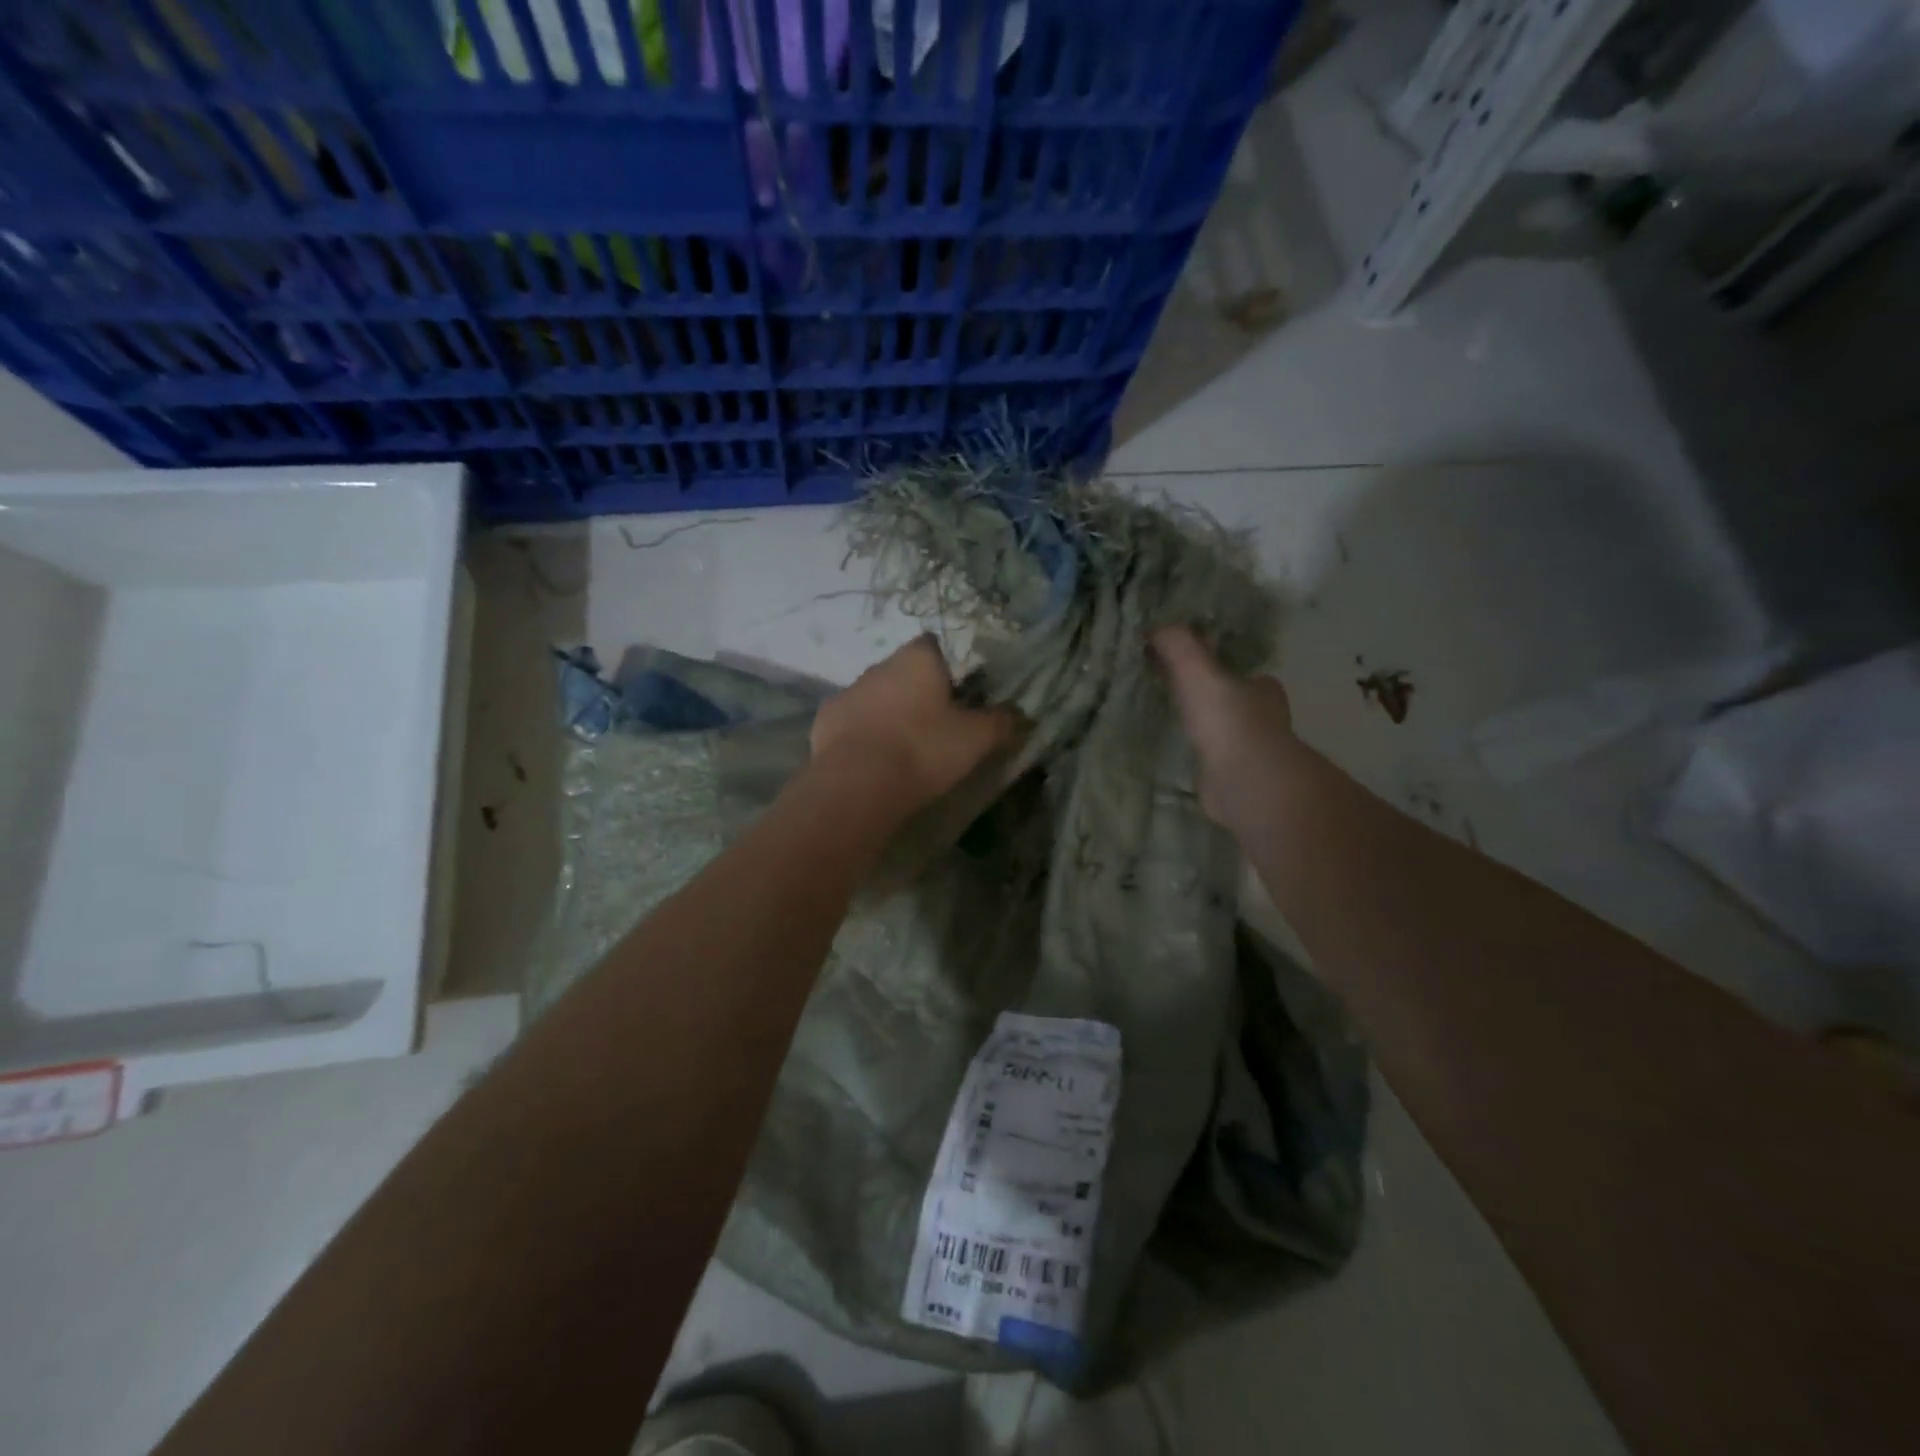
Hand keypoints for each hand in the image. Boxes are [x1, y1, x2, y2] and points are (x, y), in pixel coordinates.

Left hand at [812, 636, 1015, 810]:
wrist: (859, 784)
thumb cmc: (924, 749)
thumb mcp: (976, 739)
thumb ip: (1001, 722)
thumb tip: (1021, 714)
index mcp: (916, 659)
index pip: (933, 645)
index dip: (946, 667)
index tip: (957, 695)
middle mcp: (879, 666)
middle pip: (903, 671)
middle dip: (916, 692)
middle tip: (935, 726)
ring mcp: (848, 692)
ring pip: (875, 696)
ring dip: (887, 713)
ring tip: (903, 748)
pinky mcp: (824, 721)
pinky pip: (851, 721)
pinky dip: (862, 734)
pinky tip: (873, 760)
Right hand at [1154, 626, 1295, 828]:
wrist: (1246, 782)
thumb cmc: (1228, 721)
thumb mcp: (1197, 672)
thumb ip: (1178, 647)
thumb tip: (1157, 625)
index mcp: (1262, 689)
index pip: (1245, 674)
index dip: (1224, 669)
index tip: (1197, 669)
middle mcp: (1265, 719)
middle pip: (1239, 703)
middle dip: (1217, 701)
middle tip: (1182, 696)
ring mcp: (1254, 753)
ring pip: (1229, 734)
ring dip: (1210, 731)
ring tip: (1177, 725)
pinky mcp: (1238, 780)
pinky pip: (1217, 762)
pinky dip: (1203, 758)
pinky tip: (1183, 757)